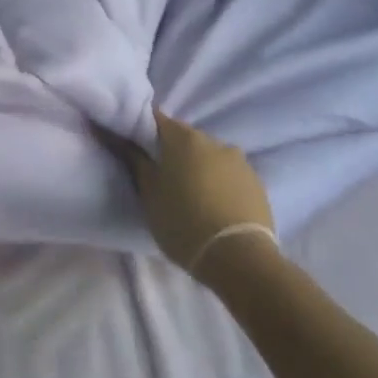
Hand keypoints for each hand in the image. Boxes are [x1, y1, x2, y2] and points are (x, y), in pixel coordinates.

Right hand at [120, 109, 275, 271]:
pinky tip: (212, 204)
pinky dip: (217, 182)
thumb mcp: (149, 193)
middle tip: (159, 176)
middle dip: (171, 151)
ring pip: (209, 156)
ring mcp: (240, 161)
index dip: (141, 129)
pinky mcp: (257, 183)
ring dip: (197, 167)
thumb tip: (119, 137)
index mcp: (184, 138)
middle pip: (184, 138)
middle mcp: (214, 141)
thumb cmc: (182, 222)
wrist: (239, 257)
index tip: (132, 144)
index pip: (155, 119)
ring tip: (189, 194)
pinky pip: (228, 174)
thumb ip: (135, 160)